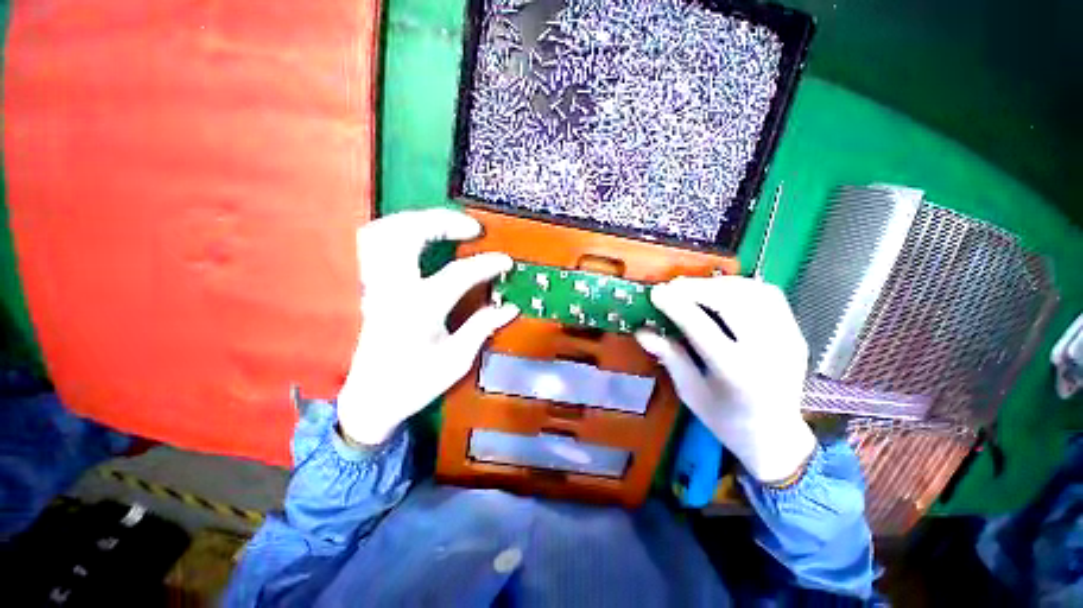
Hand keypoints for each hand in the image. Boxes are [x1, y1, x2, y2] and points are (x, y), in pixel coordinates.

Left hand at [337, 209, 518, 444]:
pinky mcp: (372, 288)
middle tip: (472, 228)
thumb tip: (510, 308)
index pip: (459, 274)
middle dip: (443, 222)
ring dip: (418, 220)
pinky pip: (376, 244)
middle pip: (409, 234)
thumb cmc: (415, 383)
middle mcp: (394, 289)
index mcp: (419, 309)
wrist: (371, 399)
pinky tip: (418, 236)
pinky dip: (398, 231)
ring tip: (446, 224)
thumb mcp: (457, 360)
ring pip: (385, 232)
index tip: (506, 261)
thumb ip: (483, 328)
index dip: (487, 264)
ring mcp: (378, 286)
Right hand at [635, 276, 815, 482]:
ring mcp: (787, 339)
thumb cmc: (726, 419)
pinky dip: (741, 286)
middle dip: (696, 288)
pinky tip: (722, 293)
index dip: (675, 305)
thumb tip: (641, 331)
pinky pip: (770, 295)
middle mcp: (766, 352)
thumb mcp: (690, 391)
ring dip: (718, 284)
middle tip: (672, 287)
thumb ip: (669, 357)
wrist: (776, 437)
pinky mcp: (796, 333)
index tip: (655, 293)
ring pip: (753, 292)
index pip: (700, 327)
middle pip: (730, 302)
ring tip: (694, 288)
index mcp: (735, 373)